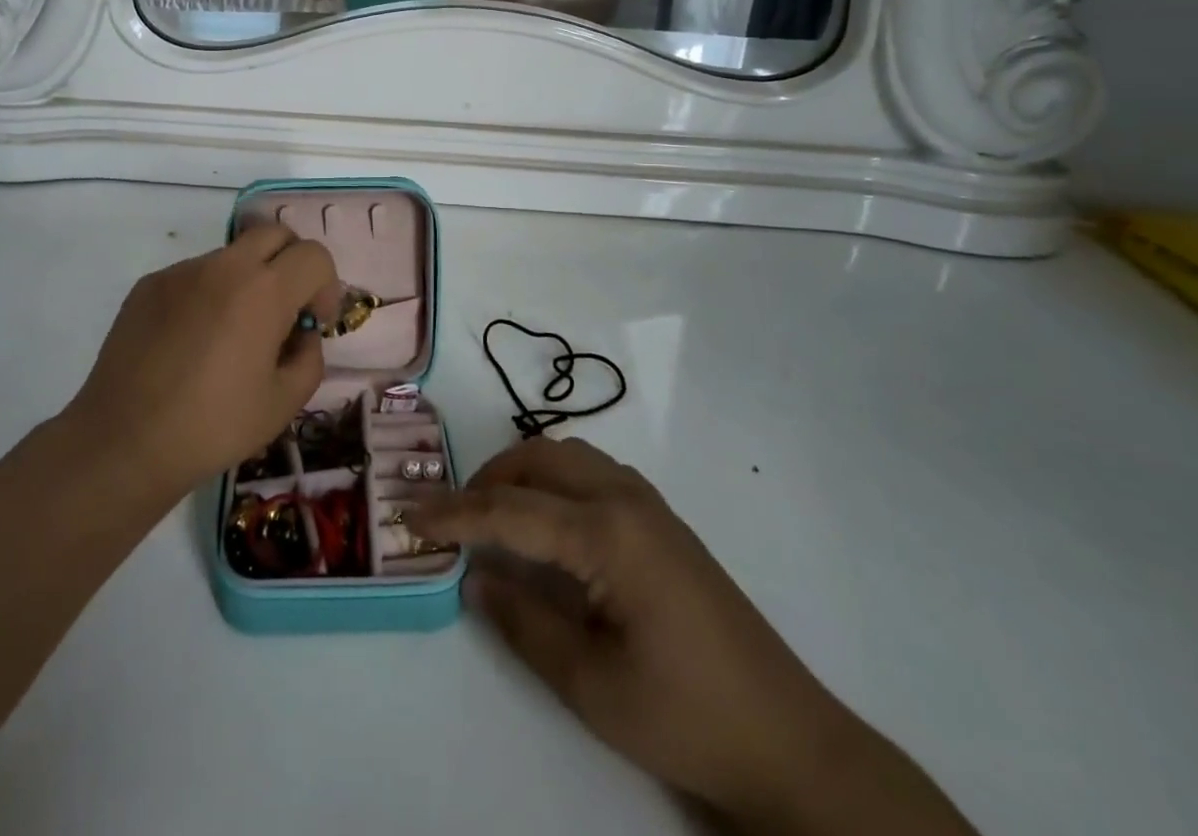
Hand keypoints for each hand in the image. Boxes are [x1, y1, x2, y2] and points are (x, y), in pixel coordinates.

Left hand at [67, 226, 339, 494]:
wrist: (123, 443)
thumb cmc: (213, 426)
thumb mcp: (284, 403)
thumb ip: (309, 357)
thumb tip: (301, 334)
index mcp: (264, 291)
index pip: (314, 255)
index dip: (325, 286)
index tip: (313, 323)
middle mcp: (223, 266)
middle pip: (275, 234)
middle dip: (291, 264)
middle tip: (284, 311)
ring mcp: (181, 272)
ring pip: (232, 255)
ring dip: (247, 280)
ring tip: (230, 335)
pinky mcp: (149, 285)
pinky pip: (194, 275)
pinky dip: (208, 295)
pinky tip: (191, 343)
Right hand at [407, 439, 971, 832]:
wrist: (789, 741)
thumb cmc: (685, 715)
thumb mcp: (590, 683)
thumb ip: (524, 621)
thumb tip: (475, 577)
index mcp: (606, 533)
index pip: (510, 510)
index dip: (454, 513)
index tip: (408, 513)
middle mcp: (625, 499)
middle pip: (538, 460)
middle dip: (487, 479)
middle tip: (451, 515)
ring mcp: (649, 504)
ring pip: (567, 456)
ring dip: (522, 472)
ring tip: (492, 513)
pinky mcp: (663, 521)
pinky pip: (594, 471)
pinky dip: (554, 478)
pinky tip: (546, 520)